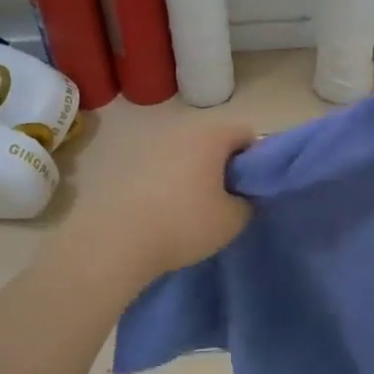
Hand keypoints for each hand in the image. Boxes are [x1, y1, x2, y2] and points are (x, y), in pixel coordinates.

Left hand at [70, 117, 256, 282]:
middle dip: (226, 165)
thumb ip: (248, 202)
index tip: (253, 186)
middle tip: (229, 198)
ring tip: (197, 208)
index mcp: (211, 135)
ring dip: (197, 173)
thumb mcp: (233, 220)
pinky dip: (172, 183)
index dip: (257, 157)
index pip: (247, 133)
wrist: (116, 242)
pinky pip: (163, 168)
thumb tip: (240, 197)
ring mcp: (151, 146)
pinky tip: (168, 212)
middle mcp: (180, 131)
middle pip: (215, 140)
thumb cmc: (184, 223)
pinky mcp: (128, 165)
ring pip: (187, 154)